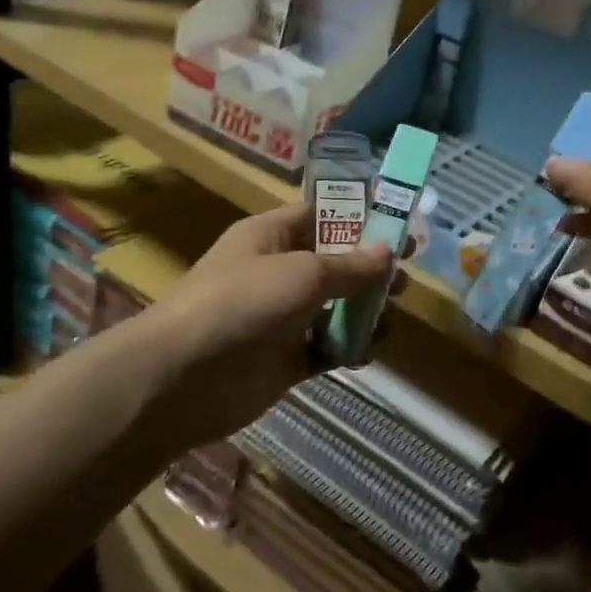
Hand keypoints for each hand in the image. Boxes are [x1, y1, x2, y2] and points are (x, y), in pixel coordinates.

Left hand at [136, 204, 394, 450]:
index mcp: (271, 236)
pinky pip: (324, 347)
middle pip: (332, 263)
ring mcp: (280, 317)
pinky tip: (367, 352)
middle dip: (369, 270)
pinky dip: (346, 349)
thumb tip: (388, 252)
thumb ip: (349, 265)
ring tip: (391, 317)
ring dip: (362, 312)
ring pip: (332, 308)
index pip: (320, 215)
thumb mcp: (301, 273)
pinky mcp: (284, 358)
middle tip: (406, 279)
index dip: (359, 218)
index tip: (398, 226)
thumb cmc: (242, 302)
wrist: (184, 376)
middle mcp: (276, 271)